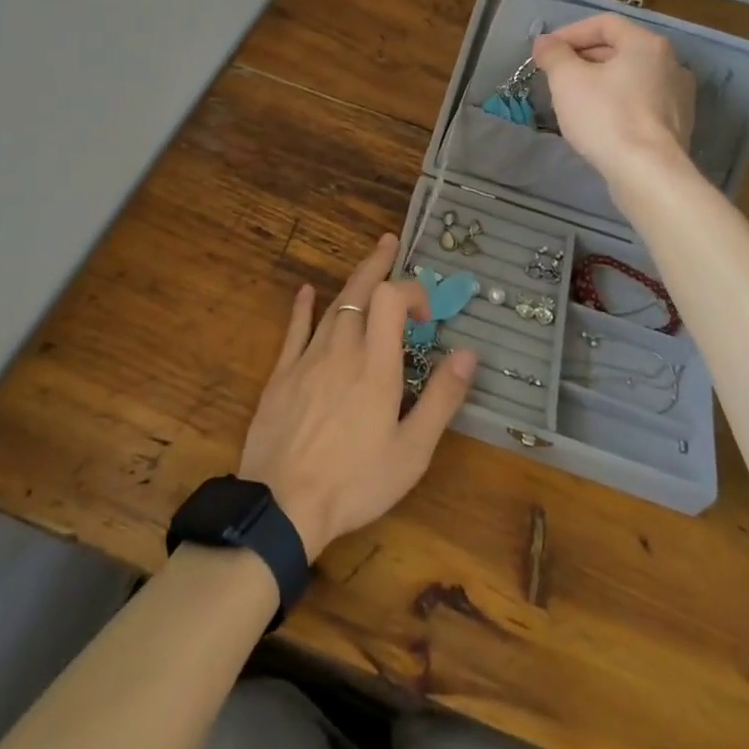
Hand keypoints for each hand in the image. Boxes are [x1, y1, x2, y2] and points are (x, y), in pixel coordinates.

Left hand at [238, 234, 476, 559]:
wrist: (283, 505)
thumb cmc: (356, 481)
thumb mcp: (412, 450)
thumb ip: (441, 398)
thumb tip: (467, 353)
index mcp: (376, 364)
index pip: (392, 299)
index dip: (411, 292)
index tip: (426, 316)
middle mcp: (342, 348)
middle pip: (360, 291)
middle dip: (377, 264)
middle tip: (389, 242)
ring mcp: (308, 358)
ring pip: (332, 306)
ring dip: (352, 282)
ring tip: (367, 265)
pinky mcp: (282, 374)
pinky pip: (295, 330)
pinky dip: (303, 307)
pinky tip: (305, 291)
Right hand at [533, 14, 696, 181]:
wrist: (648, 173)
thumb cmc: (606, 117)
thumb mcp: (567, 79)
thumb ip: (553, 54)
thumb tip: (545, 42)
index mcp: (646, 44)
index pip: (604, 23)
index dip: (570, 33)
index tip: (546, 52)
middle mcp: (670, 63)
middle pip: (619, 48)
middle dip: (583, 58)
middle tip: (554, 74)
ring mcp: (678, 95)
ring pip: (629, 77)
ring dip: (598, 81)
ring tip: (571, 98)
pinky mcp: (676, 124)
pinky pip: (640, 102)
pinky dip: (616, 102)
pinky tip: (597, 121)